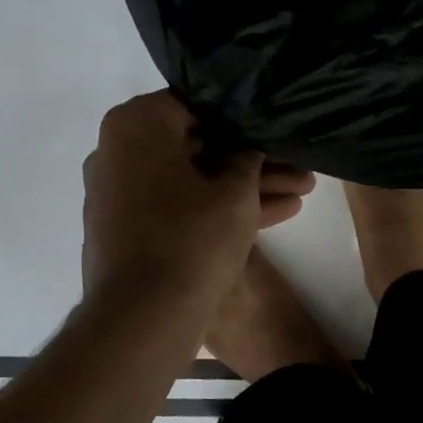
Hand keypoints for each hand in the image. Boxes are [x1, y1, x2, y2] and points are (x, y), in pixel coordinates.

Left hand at [81, 92, 314, 311]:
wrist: (144, 318)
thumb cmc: (191, 239)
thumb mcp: (236, 192)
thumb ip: (248, 156)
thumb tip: (247, 144)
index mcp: (136, 126)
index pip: (198, 104)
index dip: (244, 118)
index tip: (276, 129)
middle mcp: (119, 152)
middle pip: (198, 146)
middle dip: (253, 160)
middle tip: (300, 168)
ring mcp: (122, 194)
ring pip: (194, 180)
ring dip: (245, 188)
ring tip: (303, 191)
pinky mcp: (131, 230)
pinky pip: (180, 207)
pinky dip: (218, 209)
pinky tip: (278, 214)